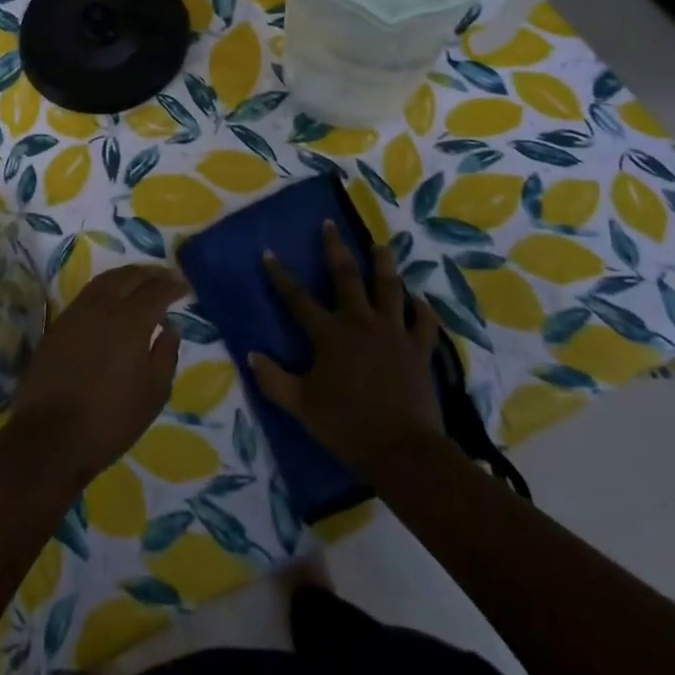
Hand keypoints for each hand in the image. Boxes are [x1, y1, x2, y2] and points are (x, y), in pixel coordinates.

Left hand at [9, 264, 185, 485]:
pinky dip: (106, 287)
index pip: (155, 290)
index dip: (173, 284)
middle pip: (129, 276)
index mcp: (130, 322)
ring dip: (127, 275)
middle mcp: (102, 307)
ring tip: (141, 281)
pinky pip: (88, 293)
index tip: (185, 285)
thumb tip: (171, 326)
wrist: (51, 436)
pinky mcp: (59, 323)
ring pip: (105, 280)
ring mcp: (77, 312)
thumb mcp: (152, 395)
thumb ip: (166, 355)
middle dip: (151, 272)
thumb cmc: (110, 420)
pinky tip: (113, 299)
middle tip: (166, 276)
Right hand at [248, 221, 445, 476]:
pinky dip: (422, 310)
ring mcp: (394, 333)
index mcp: (329, 334)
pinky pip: (424, 323)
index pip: (297, 298)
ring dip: (383, 264)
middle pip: (346, 277)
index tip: (269, 253)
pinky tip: (420, 301)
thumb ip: (274, 379)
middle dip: (335, 248)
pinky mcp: (419, 349)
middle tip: (330, 224)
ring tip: (380, 245)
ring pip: (389, 288)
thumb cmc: (346, 425)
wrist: (403, 450)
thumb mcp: (300, 405)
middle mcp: (360, 322)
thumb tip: (251, 355)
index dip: (280, 276)